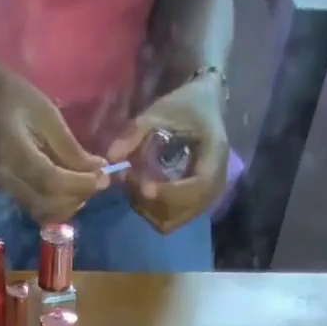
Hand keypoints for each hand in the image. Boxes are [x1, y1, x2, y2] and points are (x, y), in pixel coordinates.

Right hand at [0, 70, 109, 223]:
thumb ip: (71, 148)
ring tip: (86, 186)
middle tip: (98, 181)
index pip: (50, 181)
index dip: (78, 184)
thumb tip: (98, 171)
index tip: (102, 178)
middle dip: (77, 197)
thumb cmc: (17, 98)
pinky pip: (38, 210)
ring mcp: (7, 190)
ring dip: (70, 205)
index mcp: (13, 152)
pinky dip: (59, 206)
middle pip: (47, 204)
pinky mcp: (12, 195)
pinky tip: (71, 190)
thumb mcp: (49, 115)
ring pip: (44, 213)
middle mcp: (7, 179)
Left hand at [106, 73, 229, 233]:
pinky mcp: (194, 206)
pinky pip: (171, 221)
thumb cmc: (187, 104)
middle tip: (130, 181)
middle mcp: (215, 185)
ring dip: (149, 209)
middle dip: (152, 202)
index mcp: (214, 158)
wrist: (206, 105)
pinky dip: (153, 212)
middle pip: (180, 211)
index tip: (144, 187)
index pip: (195, 189)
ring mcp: (205, 200)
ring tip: (134, 185)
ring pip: (172, 221)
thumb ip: (136, 132)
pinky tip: (143, 193)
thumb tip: (111, 157)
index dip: (169, 193)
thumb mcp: (163, 109)